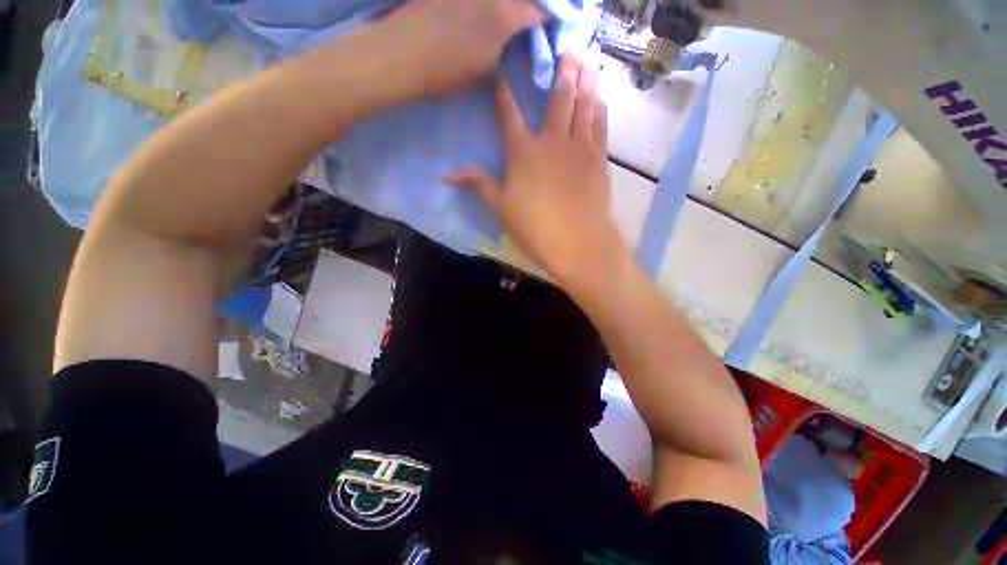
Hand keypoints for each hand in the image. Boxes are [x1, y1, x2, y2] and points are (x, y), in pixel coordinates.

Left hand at [386, 0, 546, 92]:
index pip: (540, 11)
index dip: (550, 17)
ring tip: (515, 11)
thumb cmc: (447, 70)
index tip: (553, 24)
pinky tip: (489, 9)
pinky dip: (491, 3)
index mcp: (505, 16)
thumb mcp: (485, 70)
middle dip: (536, 4)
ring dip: (515, 4)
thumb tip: (518, 40)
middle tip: (538, 13)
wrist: (404, 53)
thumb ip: (507, 50)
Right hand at [448, 54, 625, 283]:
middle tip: (567, 49)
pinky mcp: (598, 159)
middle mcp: (553, 141)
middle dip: (561, 71)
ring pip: (584, 105)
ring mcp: (579, 148)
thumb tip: (447, 174)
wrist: (578, 243)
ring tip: (587, 63)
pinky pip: (600, 126)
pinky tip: (600, 99)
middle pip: (558, 98)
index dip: (504, 89)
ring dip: (585, 81)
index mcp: (523, 152)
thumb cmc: (535, 228)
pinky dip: (599, 109)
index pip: (509, 112)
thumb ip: (478, 184)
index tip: (503, 69)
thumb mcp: (501, 208)